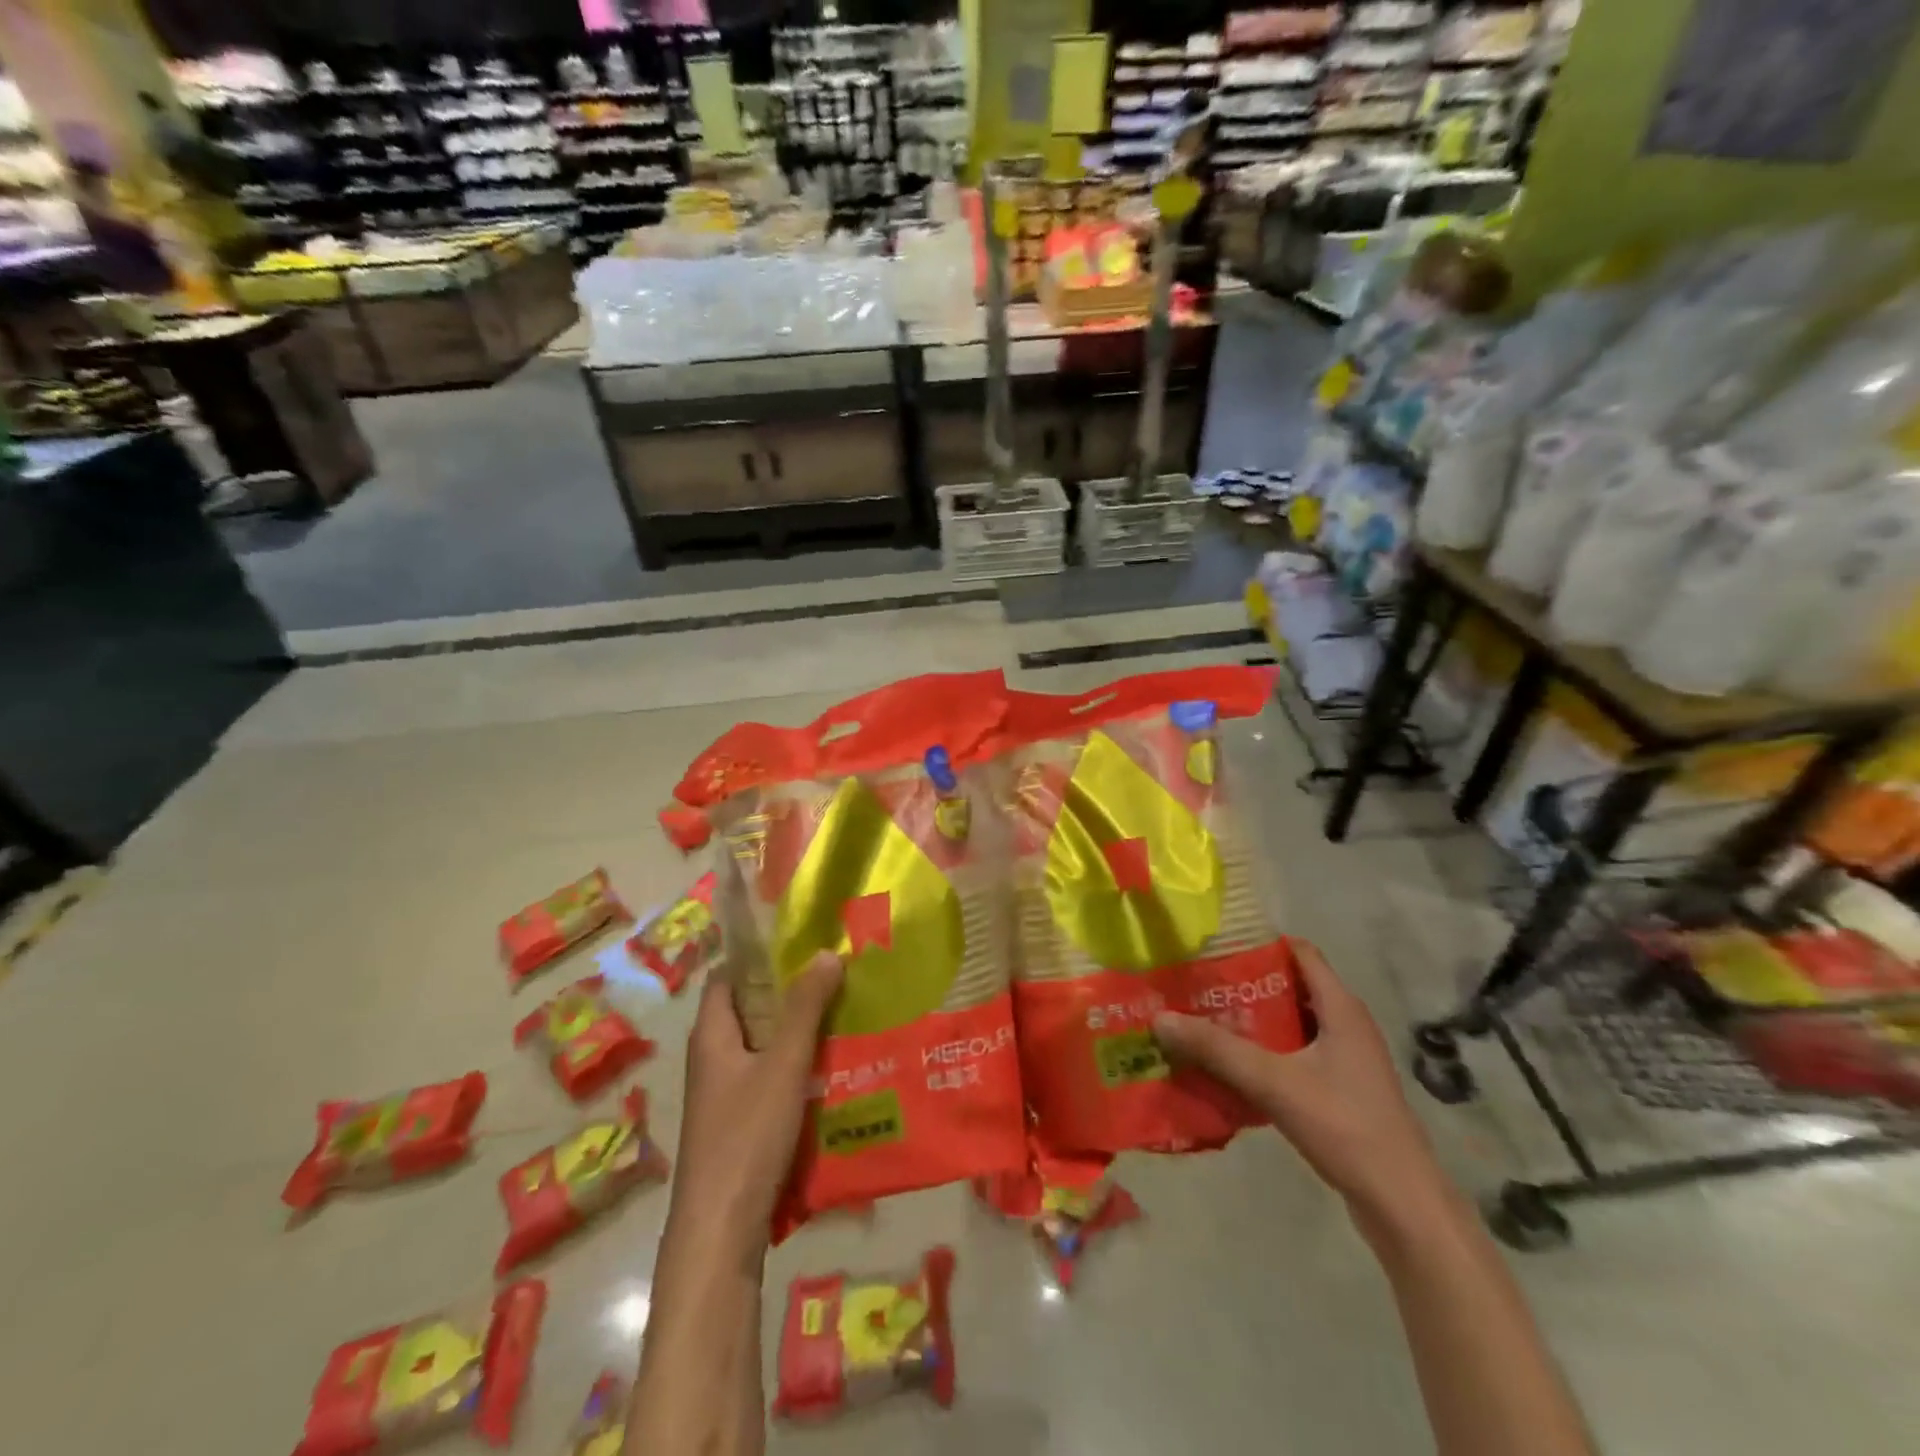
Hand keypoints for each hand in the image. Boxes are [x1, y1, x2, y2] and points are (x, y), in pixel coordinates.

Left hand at [668, 952, 843, 1255]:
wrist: (719, 1232)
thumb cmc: (746, 1136)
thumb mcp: (783, 1065)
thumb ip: (805, 1009)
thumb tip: (826, 952)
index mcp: (712, 1035)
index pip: (726, 977)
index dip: (757, 956)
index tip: (800, 940)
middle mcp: (713, 1058)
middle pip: (748, 1010)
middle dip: (788, 991)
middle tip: (834, 973)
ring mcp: (724, 1094)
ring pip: (761, 1046)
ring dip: (795, 1029)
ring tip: (842, 1011)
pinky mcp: (738, 1123)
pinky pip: (768, 1077)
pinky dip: (794, 1065)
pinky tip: (830, 1067)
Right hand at [1153, 941, 1452, 1226]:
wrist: (1401, 1204)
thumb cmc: (1344, 1125)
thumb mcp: (1273, 1082)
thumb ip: (1217, 1049)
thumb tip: (1160, 1017)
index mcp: (1341, 1007)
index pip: (1299, 952)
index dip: (1260, 944)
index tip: (1215, 946)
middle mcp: (1346, 1024)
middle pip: (1291, 986)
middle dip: (1246, 984)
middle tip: (1198, 984)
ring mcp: (1347, 1060)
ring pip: (1292, 1024)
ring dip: (1253, 1021)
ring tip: (1205, 1020)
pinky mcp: (1342, 1090)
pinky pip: (1296, 1055)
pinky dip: (1265, 1053)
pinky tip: (1231, 1066)